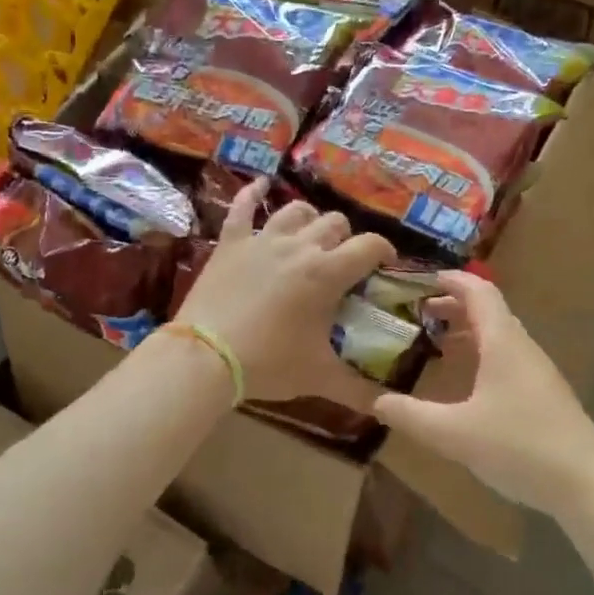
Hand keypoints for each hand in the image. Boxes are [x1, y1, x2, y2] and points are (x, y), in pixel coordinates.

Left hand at [176, 178, 395, 406]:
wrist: (204, 357)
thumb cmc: (268, 363)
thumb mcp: (319, 377)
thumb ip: (359, 390)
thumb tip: (389, 408)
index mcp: (327, 272)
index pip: (369, 246)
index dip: (384, 251)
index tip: (385, 265)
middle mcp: (299, 246)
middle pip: (335, 224)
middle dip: (346, 239)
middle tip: (343, 264)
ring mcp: (262, 240)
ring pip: (297, 211)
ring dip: (310, 220)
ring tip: (311, 237)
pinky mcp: (231, 243)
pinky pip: (242, 208)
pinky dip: (252, 194)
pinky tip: (260, 186)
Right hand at [372, 271, 593, 518]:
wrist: (586, 482)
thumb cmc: (519, 446)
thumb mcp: (454, 433)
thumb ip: (411, 416)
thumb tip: (375, 401)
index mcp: (502, 342)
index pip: (478, 291)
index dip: (450, 280)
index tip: (419, 280)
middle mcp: (521, 347)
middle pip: (488, 310)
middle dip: (452, 306)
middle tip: (417, 314)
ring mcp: (536, 370)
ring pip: (499, 335)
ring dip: (467, 331)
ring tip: (435, 343)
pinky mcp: (543, 393)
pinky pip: (507, 356)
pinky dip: (481, 353)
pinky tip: (466, 381)